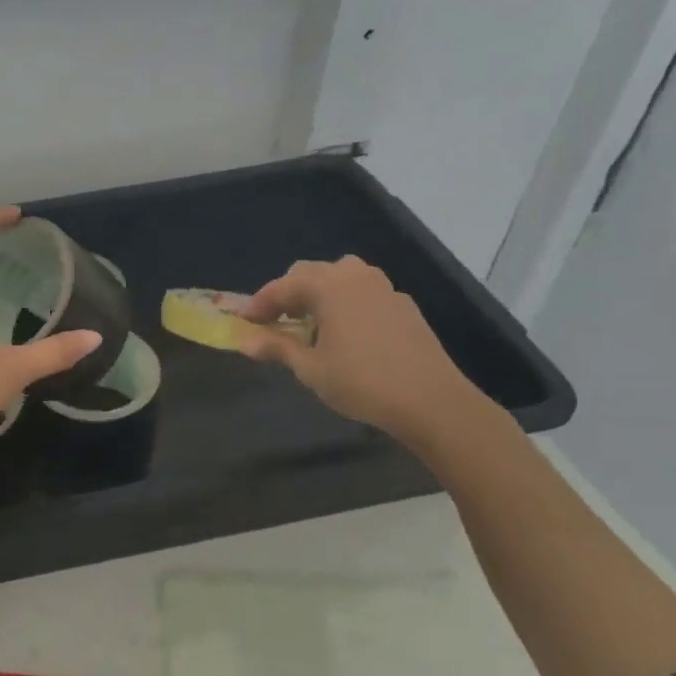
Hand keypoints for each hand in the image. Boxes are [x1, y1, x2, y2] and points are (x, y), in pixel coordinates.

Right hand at [235, 257, 484, 442]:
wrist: (432, 401)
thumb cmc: (361, 382)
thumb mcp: (310, 368)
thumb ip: (276, 347)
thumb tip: (243, 341)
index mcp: (328, 285)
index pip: (281, 287)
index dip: (258, 304)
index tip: (242, 322)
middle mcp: (355, 276)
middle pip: (310, 274)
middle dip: (287, 295)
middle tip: (273, 322)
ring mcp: (383, 288)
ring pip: (339, 279)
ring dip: (317, 295)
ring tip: (308, 325)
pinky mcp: (403, 305)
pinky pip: (362, 293)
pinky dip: (343, 304)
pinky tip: (344, 333)